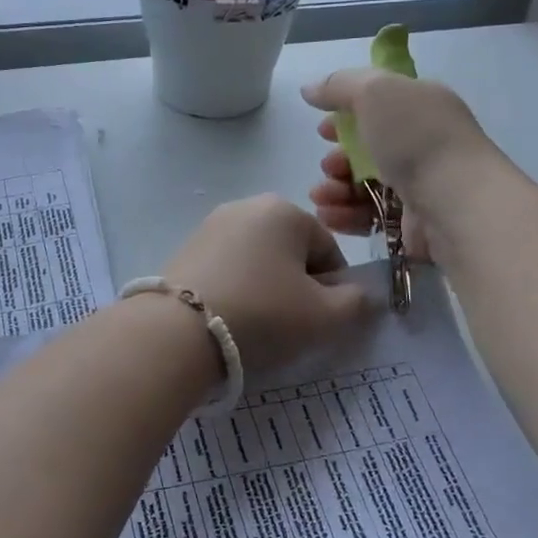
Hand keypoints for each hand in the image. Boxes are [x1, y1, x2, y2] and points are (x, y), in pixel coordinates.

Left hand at [160, 194, 372, 374]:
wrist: (179, 331)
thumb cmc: (263, 314)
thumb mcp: (324, 316)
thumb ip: (355, 303)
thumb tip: (358, 294)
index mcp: (286, 210)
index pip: (328, 249)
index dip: (333, 288)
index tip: (321, 319)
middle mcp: (246, 206)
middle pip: (291, 251)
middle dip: (298, 285)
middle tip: (291, 324)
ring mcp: (211, 225)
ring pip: (258, 260)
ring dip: (266, 287)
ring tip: (258, 324)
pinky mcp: (185, 248)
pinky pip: (227, 268)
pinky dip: (236, 288)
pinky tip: (230, 316)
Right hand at [302, 70, 494, 260]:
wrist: (456, 204)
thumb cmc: (417, 139)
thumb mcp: (375, 92)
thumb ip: (339, 85)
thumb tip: (310, 89)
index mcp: (421, 107)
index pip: (379, 106)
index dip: (346, 116)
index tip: (323, 130)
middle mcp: (422, 144)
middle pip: (367, 150)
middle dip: (338, 158)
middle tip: (328, 167)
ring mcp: (418, 186)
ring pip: (364, 186)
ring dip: (335, 189)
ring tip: (321, 196)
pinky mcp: (412, 223)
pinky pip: (370, 217)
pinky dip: (346, 215)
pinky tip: (329, 216)